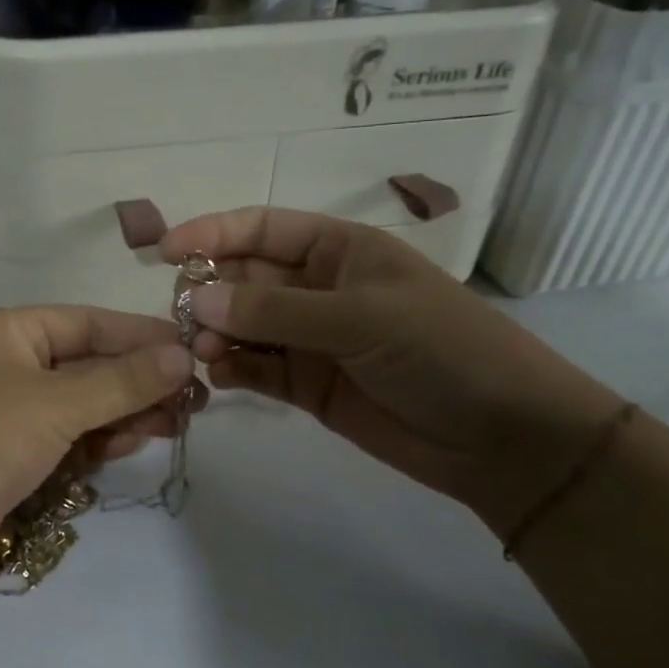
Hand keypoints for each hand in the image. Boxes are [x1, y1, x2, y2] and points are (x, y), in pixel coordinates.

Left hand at [0, 307, 201, 604]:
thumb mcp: (56, 403)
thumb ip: (122, 380)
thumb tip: (183, 355)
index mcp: (8, 332)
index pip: (87, 322)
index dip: (141, 335)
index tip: (193, 351)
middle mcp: (7, 366)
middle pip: (87, 365)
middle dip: (138, 380)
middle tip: (194, 400)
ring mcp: (7, 416)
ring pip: (81, 406)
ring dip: (124, 412)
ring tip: (174, 424)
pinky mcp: (10, 461)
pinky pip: (67, 440)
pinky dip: (98, 441)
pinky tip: (129, 445)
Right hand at [161, 207, 625, 533]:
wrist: (503, 438)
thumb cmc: (442, 350)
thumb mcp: (361, 317)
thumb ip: (276, 310)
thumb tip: (198, 298)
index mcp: (338, 250)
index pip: (260, 229)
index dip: (211, 233)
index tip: (164, 252)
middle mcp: (317, 288)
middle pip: (243, 278)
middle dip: (210, 291)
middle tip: (184, 318)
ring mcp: (310, 339)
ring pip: (243, 325)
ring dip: (216, 333)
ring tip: (203, 352)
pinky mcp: (307, 385)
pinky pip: (256, 368)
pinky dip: (233, 369)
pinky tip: (220, 376)